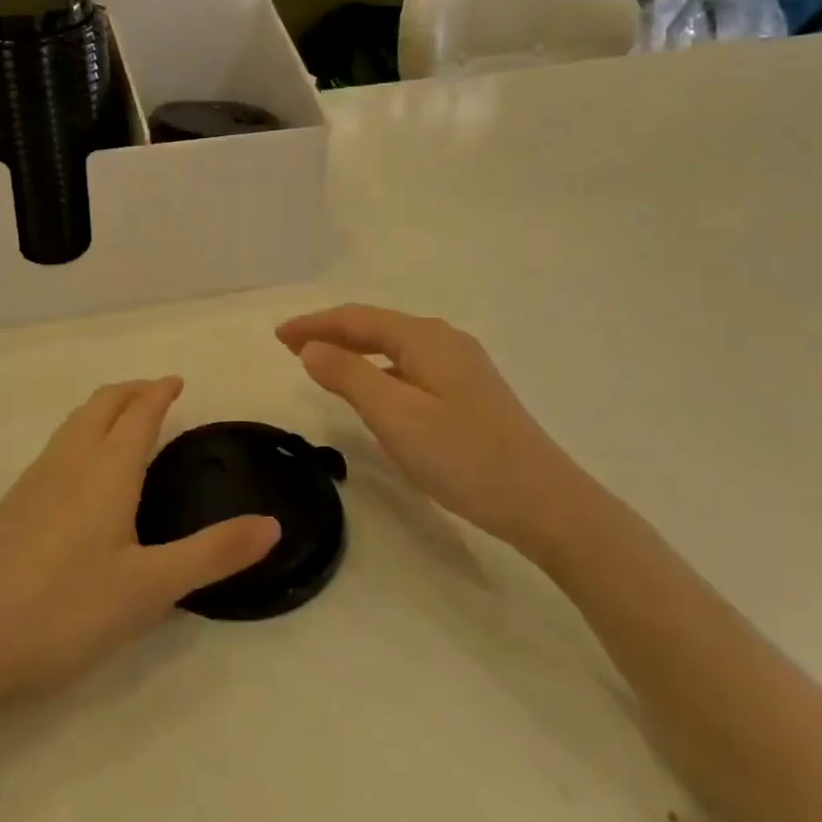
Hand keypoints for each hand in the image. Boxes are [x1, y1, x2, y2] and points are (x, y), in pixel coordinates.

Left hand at [0, 379, 279, 709]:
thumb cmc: (65, 611)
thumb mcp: (150, 588)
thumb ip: (213, 554)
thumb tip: (272, 524)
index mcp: (107, 469)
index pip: (139, 412)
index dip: (160, 391)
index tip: (178, 381)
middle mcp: (70, 460)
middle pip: (103, 404)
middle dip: (133, 391)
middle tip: (159, 394)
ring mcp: (35, 478)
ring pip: (76, 422)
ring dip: (105, 409)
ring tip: (126, 422)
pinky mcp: (14, 502)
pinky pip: (58, 445)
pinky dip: (83, 433)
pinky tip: (84, 470)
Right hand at [277, 305, 580, 552]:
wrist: (544, 502)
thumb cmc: (463, 456)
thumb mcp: (395, 415)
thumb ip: (348, 376)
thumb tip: (312, 348)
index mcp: (425, 338)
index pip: (357, 319)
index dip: (314, 324)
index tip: (277, 336)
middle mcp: (444, 341)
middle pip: (376, 327)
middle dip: (331, 333)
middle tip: (290, 347)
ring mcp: (462, 367)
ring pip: (394, 349)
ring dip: (354, 352)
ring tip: (322, 365)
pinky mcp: (470, 393)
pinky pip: (410, 368)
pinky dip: (379, 372)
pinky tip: (374, 394)